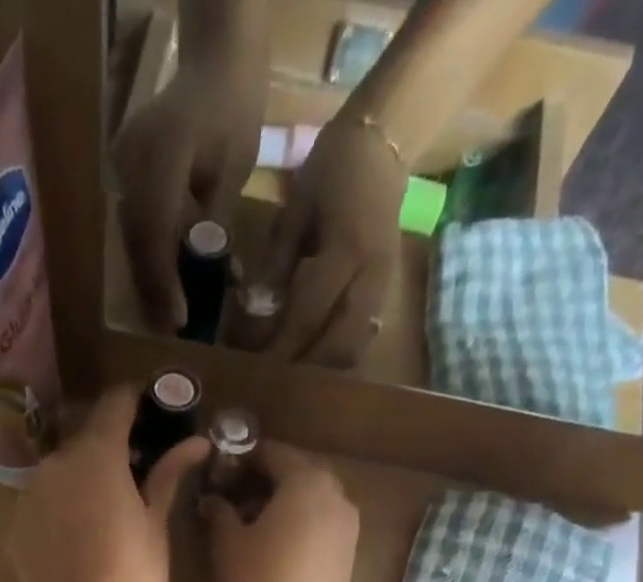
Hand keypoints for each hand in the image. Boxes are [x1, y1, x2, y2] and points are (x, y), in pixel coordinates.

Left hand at [8, 385, 210, 581]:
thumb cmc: (134, 580)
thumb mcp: (156, 526)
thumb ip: (168, 476)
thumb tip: (195, 441)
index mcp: (96, 455)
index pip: (114, 403)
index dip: (137, 401)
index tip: (155, 410)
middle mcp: (54, 465)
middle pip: (85, 440)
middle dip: (111, 448)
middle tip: (138, 474)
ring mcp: (28, 498)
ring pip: (61, 474)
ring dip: (84, 480)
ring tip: (108, 514)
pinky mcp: (15, 531)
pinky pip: (44, 506)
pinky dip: (62, 510)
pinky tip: (80, 542)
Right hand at [113, 61, 264, 332]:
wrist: (215, 59)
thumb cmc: (234, 108)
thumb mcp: (233, 169)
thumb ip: (216, 225)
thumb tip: (210, 280)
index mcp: (161, 156)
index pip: (156, 234)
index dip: (165, 283)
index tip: (179, 320)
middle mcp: (131, 162)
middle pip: (137, 243)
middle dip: (155, 289)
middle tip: (172, 329)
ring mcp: (123, 166)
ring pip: (133, 239)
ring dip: (151, 278)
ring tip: (169, 313)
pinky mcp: (125, 173)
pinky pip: (135, 223)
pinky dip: (152, 254)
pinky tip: (168, 280)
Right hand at [200, 441, 358, 581]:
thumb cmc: (254, 581)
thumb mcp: (227, 542)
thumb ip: (220, 511)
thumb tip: (213, 499)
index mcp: (305, 480)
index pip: (272, 453)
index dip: (243, 459)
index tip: (221, 472)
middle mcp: (335, 493)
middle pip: (297, 473)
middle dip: (267, 480)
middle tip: (235, 497)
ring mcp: (348, 525)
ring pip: (313, 499)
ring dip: (285, 502)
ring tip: (253, 523)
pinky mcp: (349, 553)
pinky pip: (322, 523)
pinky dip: (300, 523)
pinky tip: (275, 543)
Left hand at [244, 119, 406, 367]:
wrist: (385, 143)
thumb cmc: (332, 171)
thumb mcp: (295, 211)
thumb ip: (276, 264)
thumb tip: (255, 312)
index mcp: (345, 252)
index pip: (307, 314)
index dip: (279, 345)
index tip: (255, 365)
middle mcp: (370, 277)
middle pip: (336, 346)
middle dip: (303, 366)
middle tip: (273, 376)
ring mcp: (384, 288)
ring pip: (354, 349)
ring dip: (323, 368)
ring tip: (293, 372)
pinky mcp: (387, 293)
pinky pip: (363, 339)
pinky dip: (337, 354)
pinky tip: (315, 357)